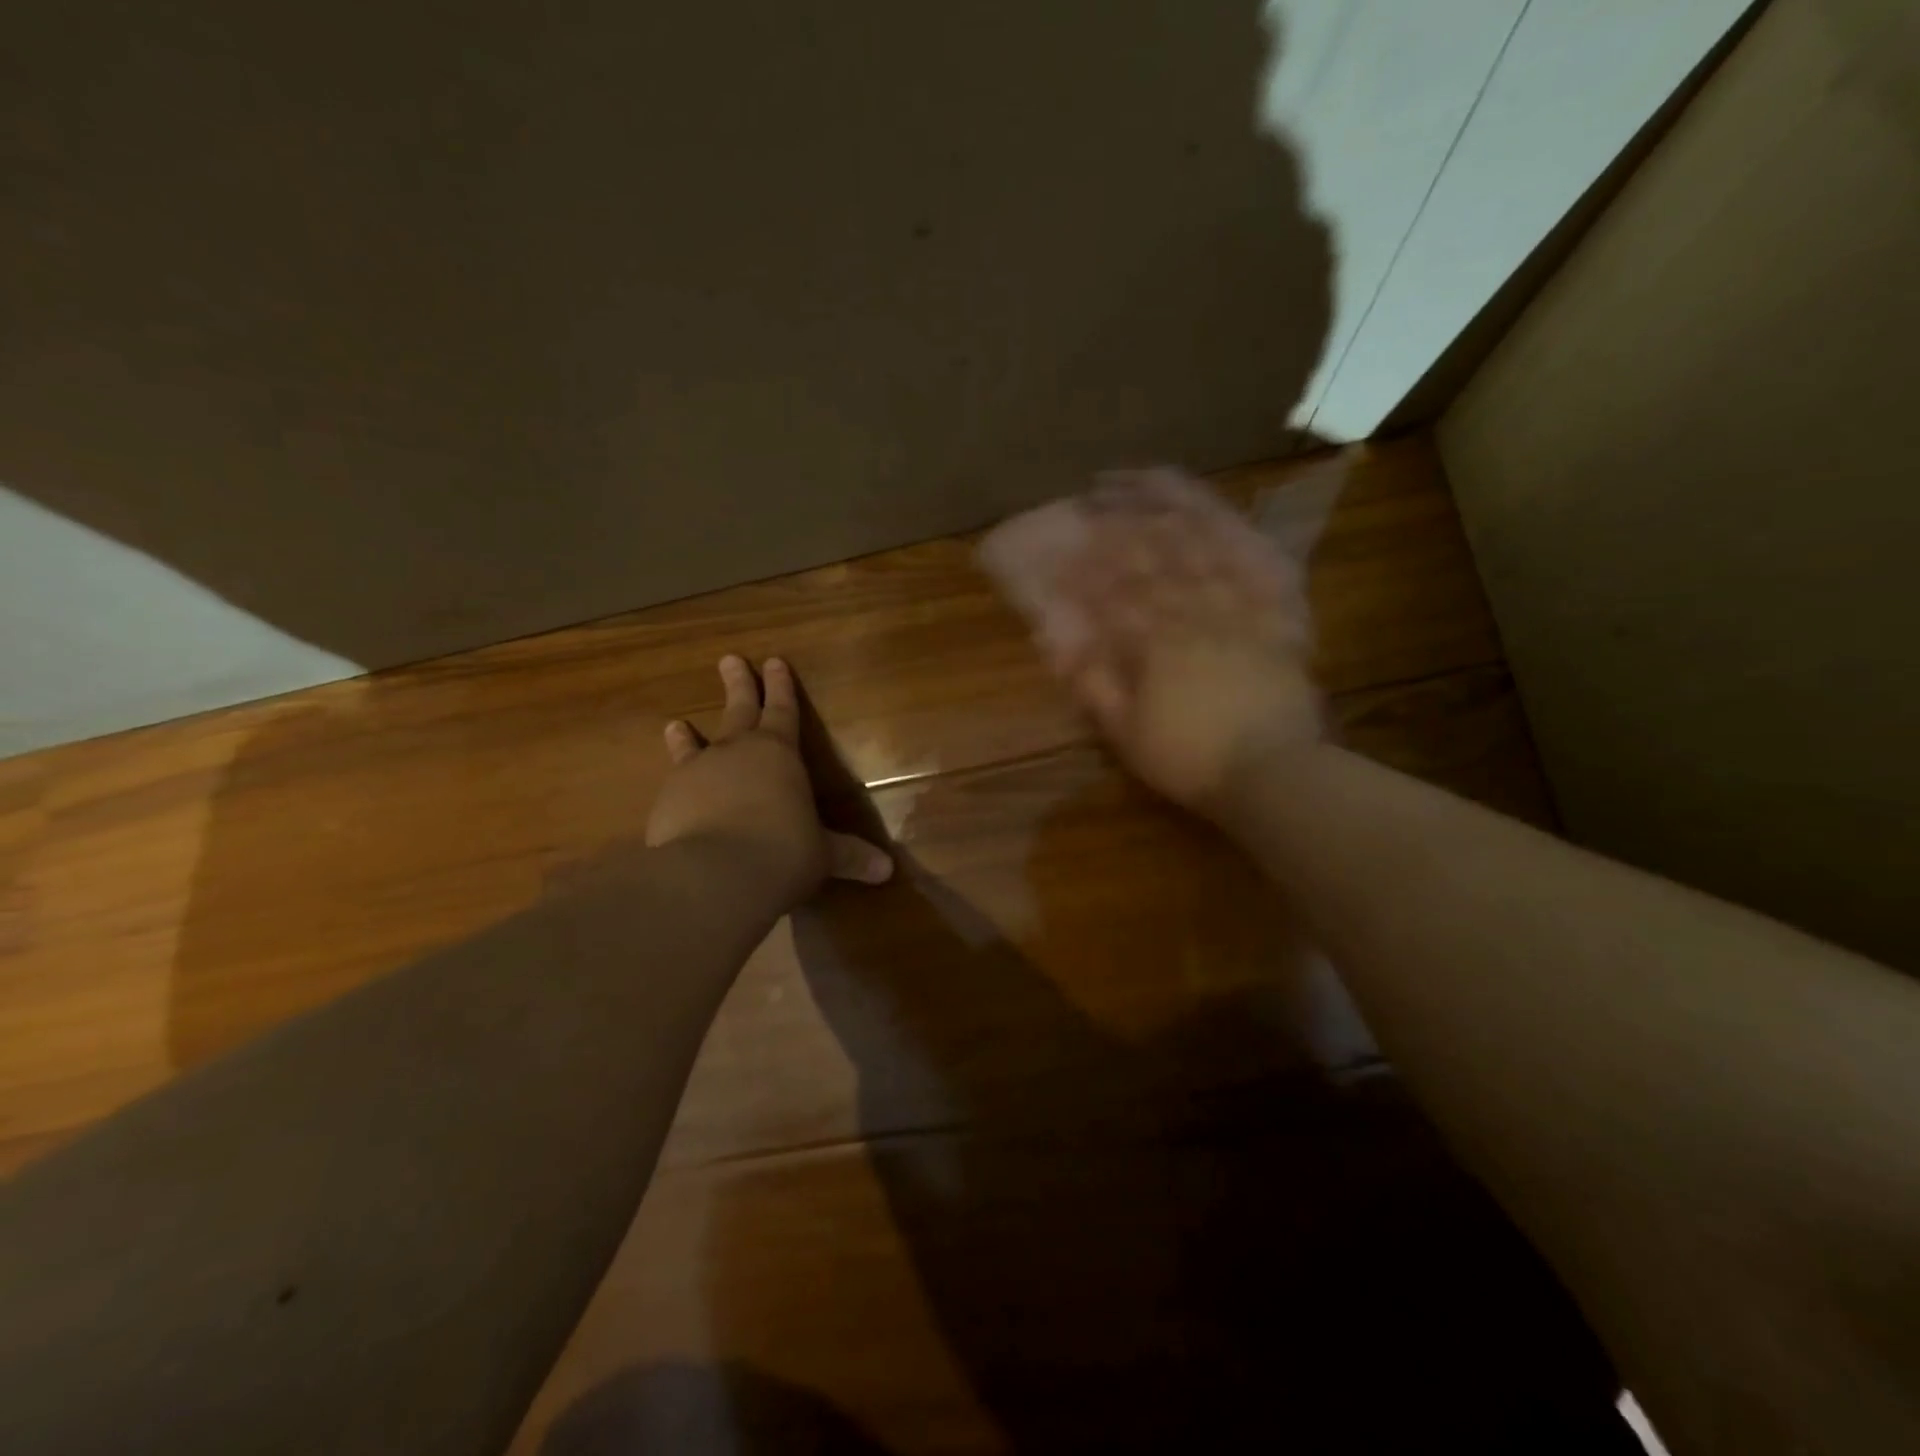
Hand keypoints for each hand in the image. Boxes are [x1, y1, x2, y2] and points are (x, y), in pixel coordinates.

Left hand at [645, 656, 892, 906]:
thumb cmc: (783, 853)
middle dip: (739, 685)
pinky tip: (668, 794)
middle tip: (729, 660)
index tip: (774, 661)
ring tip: (675, 724)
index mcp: (779, 753)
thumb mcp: (823, 856)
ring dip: (687, 735)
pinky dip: (674, 785)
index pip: (784, 711)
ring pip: (693, 745)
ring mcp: (696, 773)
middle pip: (739, 710)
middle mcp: (736, 752)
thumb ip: (850, 856)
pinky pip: (672, 786)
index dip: (781, 688)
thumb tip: (886, 870)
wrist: (714, 875)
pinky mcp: (667, 802)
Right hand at [1030, 470, 1323, 816]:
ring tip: (1148, 478)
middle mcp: (1196, 613)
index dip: (1088, 561)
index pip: (1114, 590)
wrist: (1273, 773)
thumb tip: (1057, 644)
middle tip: (1099, 490)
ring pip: (1204, 545)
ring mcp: (1240, 608)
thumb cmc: (1190, 759)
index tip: (1065, 537)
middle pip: (1156, 555)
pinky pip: (1258, 562)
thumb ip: (1093, 685)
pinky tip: (1222, 512)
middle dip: (1123, 519)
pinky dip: (1238, 532)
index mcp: (1155, 643)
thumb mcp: (1126, 735)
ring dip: (1173, 508)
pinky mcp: (1276, 615)